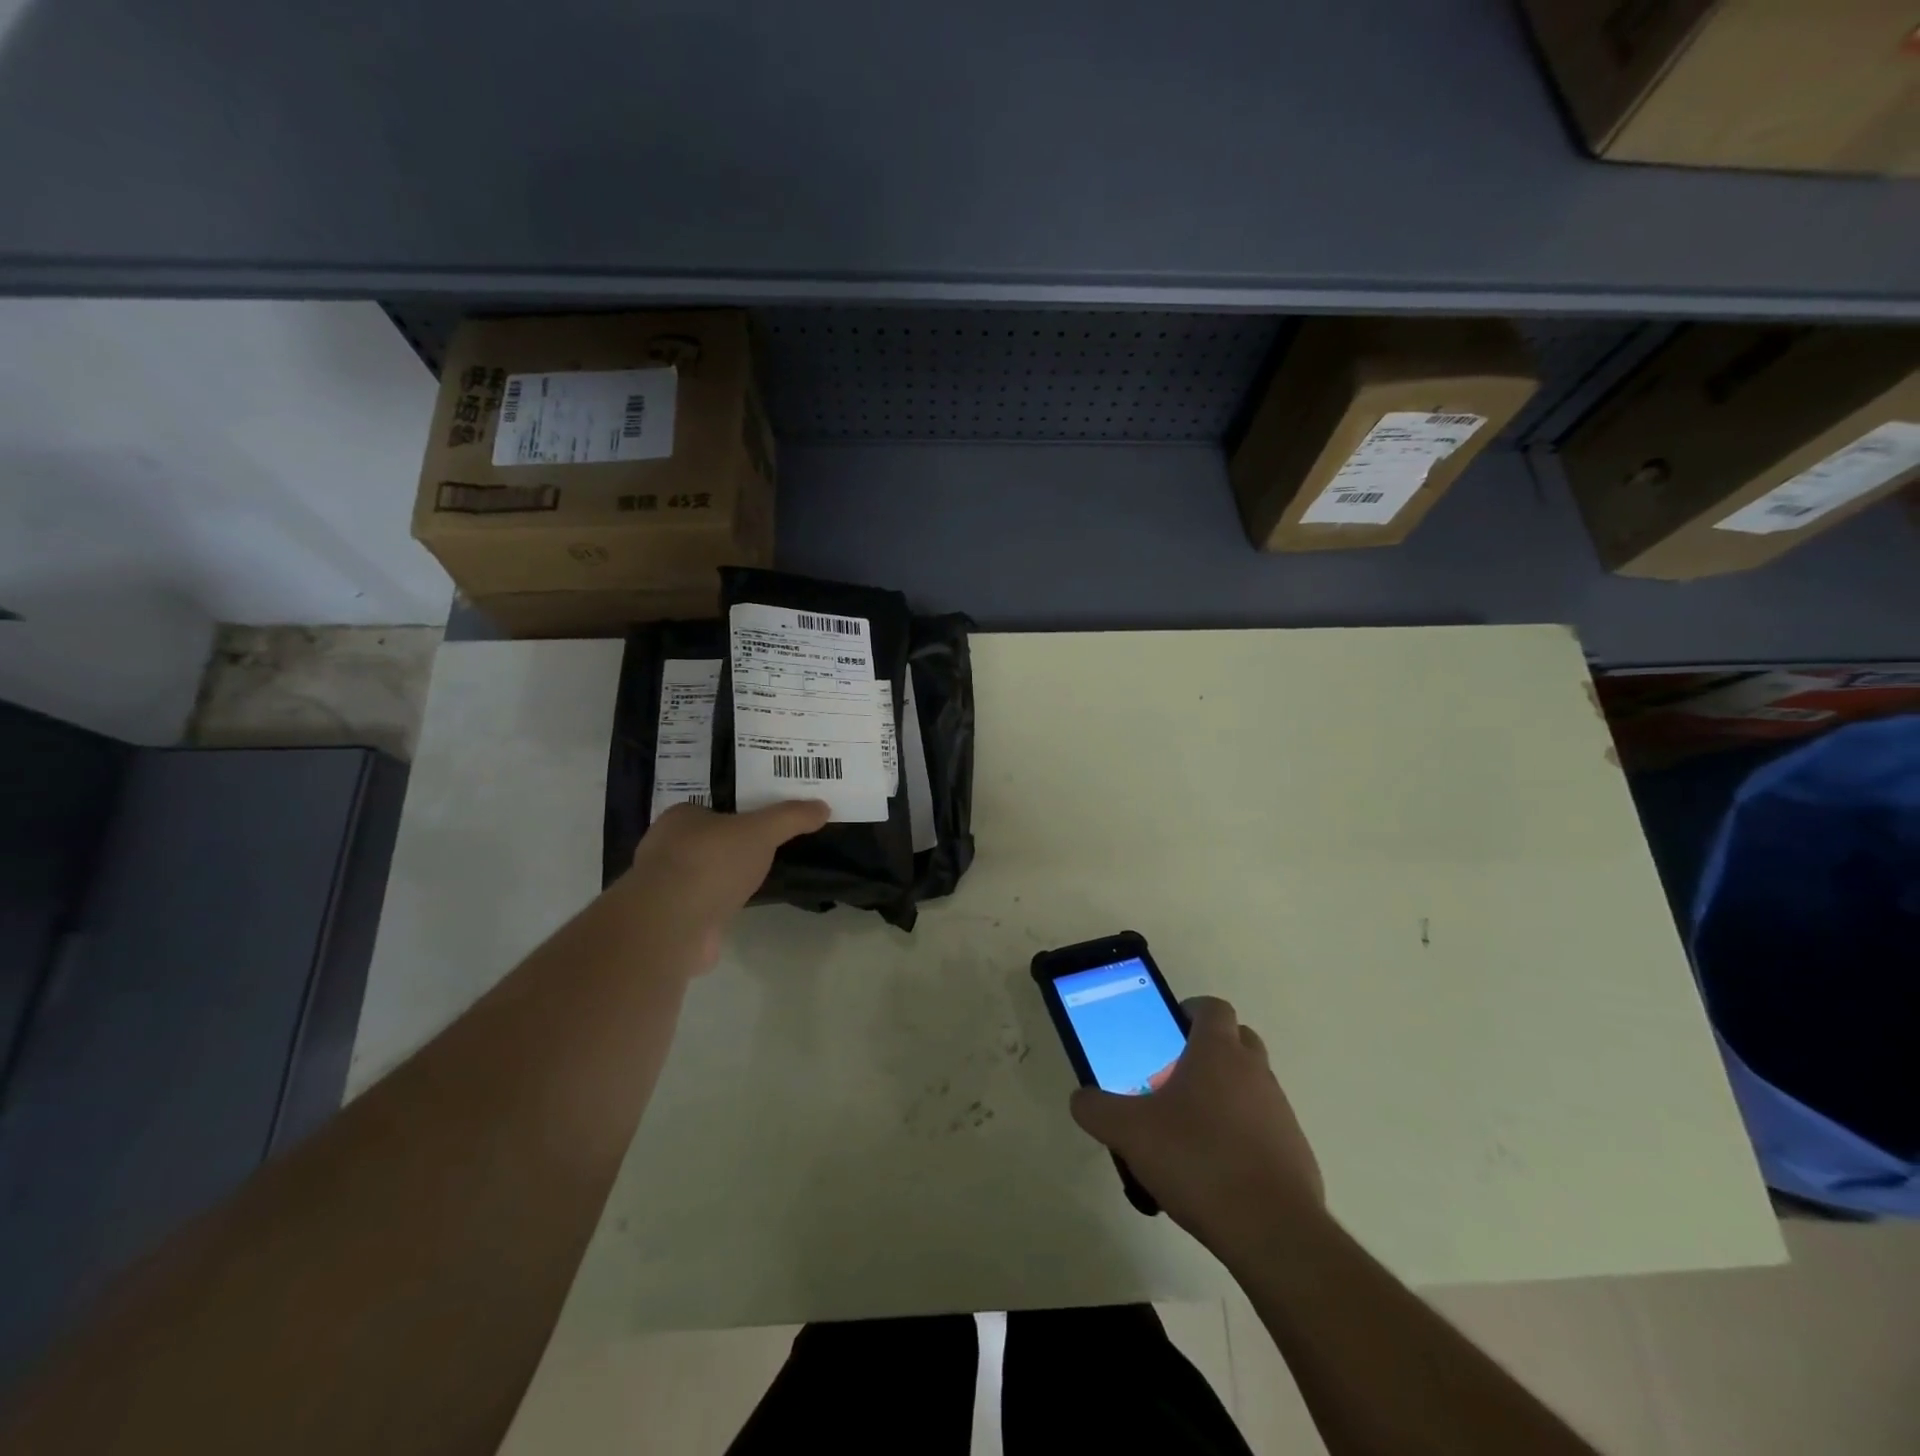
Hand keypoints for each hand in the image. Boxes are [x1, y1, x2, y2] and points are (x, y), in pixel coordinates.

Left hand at [610, 800, 829, 973]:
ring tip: (757, 881)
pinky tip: (739, 911)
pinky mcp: (670, 921)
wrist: (672, 924)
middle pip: (705, 842)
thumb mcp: (762, 831)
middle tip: (765, 850)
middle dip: (730, 848)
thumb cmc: (711, 862)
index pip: (709, 809)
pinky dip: (717, 909)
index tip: (762, 823)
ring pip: (701, 876)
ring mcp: (664, 888)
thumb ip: (791, 817)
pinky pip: (700, 907)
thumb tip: (823, 807)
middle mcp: (664, 849)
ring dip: (722, 881)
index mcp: (679, 818)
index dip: (736, 815)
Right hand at [1070, 997, 1322, 1253]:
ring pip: (1250, 1084)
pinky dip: (1242, 1134)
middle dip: (1208, 1050)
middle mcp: (1255, 1071)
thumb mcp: (1129, 1132)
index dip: (1190, 1011)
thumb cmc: (1198, 1160)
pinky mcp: (1295, 1151)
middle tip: (1174, 1077)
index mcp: (1218, 1051)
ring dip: (1225, 1094)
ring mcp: (1280, 1110)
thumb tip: (1082, 1098)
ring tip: (1189, 1131)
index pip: (1212, 1007)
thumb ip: (1097, 1109)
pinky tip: (1216, 1169)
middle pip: (1237, 1040)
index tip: (1167, 1031)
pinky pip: (1264, 1126)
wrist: (1272, 1230)